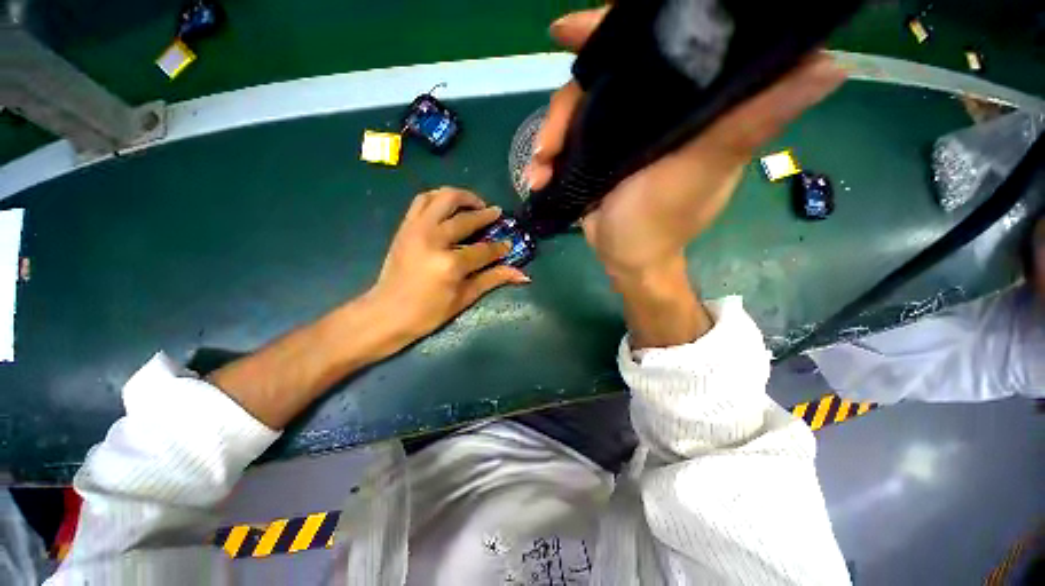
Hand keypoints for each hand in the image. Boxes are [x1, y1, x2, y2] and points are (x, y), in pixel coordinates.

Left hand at [367, 187, 529, 340]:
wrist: (386, 313)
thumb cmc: (428, 313)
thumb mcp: (464, 299)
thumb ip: (493, 280)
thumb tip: (523, 275)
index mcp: (450, 264)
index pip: (484, 249)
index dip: (499, 247)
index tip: (508, 244)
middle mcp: (433, 239)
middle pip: (465, 218)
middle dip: (485, 214)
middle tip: (496, 214)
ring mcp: (416, 229)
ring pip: (442, 198)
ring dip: (462, 196)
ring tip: (474, 203)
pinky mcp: (404, 227)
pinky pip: (422, 200)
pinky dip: (438, 197)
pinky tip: (449, 206)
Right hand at [530, 8, 845, 281]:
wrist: (627, 258)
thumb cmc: (663, 220)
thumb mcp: (706, 168)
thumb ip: (754, 119)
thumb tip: (832, 64)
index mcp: (683, 105)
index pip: (656, 47)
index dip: (615, 30)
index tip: (571, 31)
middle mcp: (649, 112)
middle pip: (600, 81)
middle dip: (567, 102)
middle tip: (548, 136)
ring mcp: (615, 136)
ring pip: (574, 114)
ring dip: (550, 138)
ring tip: (539, 168)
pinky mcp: (593, 157)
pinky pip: (564, 144)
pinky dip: (546, 159)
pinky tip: (537, 178)